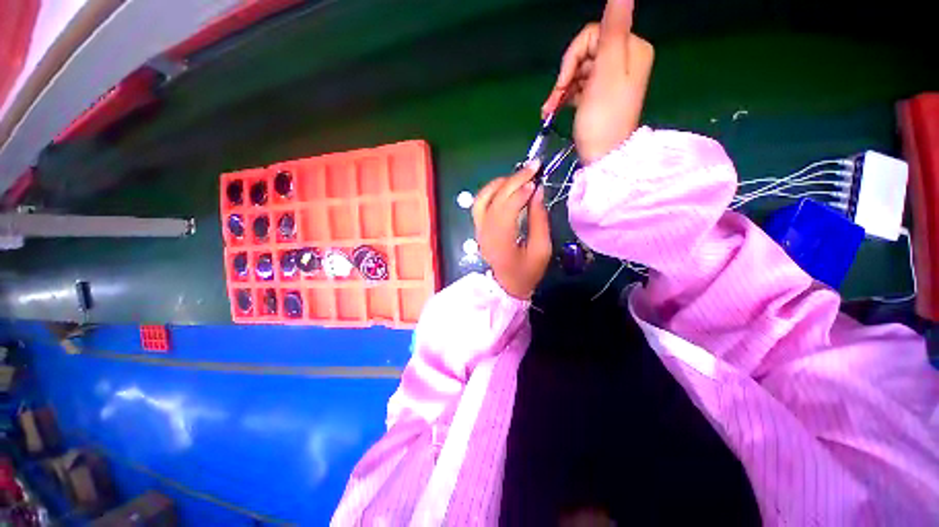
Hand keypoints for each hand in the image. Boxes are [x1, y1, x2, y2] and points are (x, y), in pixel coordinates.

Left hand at [472, 164, 551, 299]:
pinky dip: (491, 190)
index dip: (521, 192)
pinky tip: (505, 185)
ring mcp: (479, 229)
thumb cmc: (528, 271)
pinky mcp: (478, 227)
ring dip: (501, 182)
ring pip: (483, 198)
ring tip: (520, 175)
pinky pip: (480, 203)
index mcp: (502, 241)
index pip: (507, 208)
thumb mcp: (541, 249)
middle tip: (533, 167)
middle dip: (514, 180)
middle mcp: (485, 232)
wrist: (507, 285)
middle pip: (496, 199)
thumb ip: (539, 219)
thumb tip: (538, 191)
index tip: (537, 181)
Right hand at [543, 0, 653, 163]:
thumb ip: (614, 27)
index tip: (563, 81)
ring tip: (549, 110)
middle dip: (566, 75)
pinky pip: (579, 86)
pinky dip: (565, 97)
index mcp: (631, 48)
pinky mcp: (599, 96)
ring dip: (561, 89)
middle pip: (585, 53)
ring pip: (579, 71)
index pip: (594, 34)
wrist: (603, 157)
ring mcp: (611, 79)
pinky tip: (553, 110)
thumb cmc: (603, 118)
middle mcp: (625, 60)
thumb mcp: (608, 71)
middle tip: (554, 99)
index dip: (573, 56)